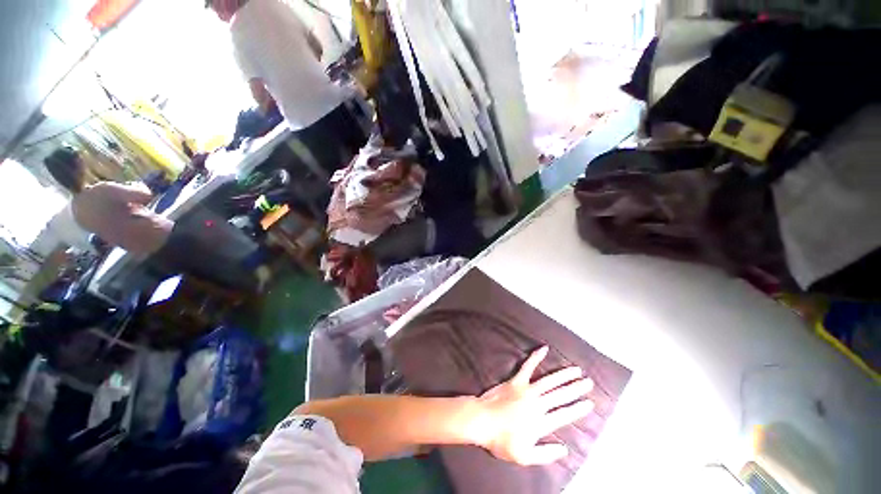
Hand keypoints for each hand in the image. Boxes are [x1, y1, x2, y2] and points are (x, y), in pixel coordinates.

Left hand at [470, 347, 593, 465]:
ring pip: (549, 380)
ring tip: (576, 370)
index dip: (578, 409)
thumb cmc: (501, 440)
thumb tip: (564, 449)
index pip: (564, 414)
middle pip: (560, 395)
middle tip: (589, 382)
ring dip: (564, 375)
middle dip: (576, 389)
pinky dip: (536, 357)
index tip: (590, 403)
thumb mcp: (524, 457)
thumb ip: (546, 454)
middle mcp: (537, 404)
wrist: (482, 420)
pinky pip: (527, 366)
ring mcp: (526, 390)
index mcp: (540, 422)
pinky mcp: (515, 380)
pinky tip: (544, 348)